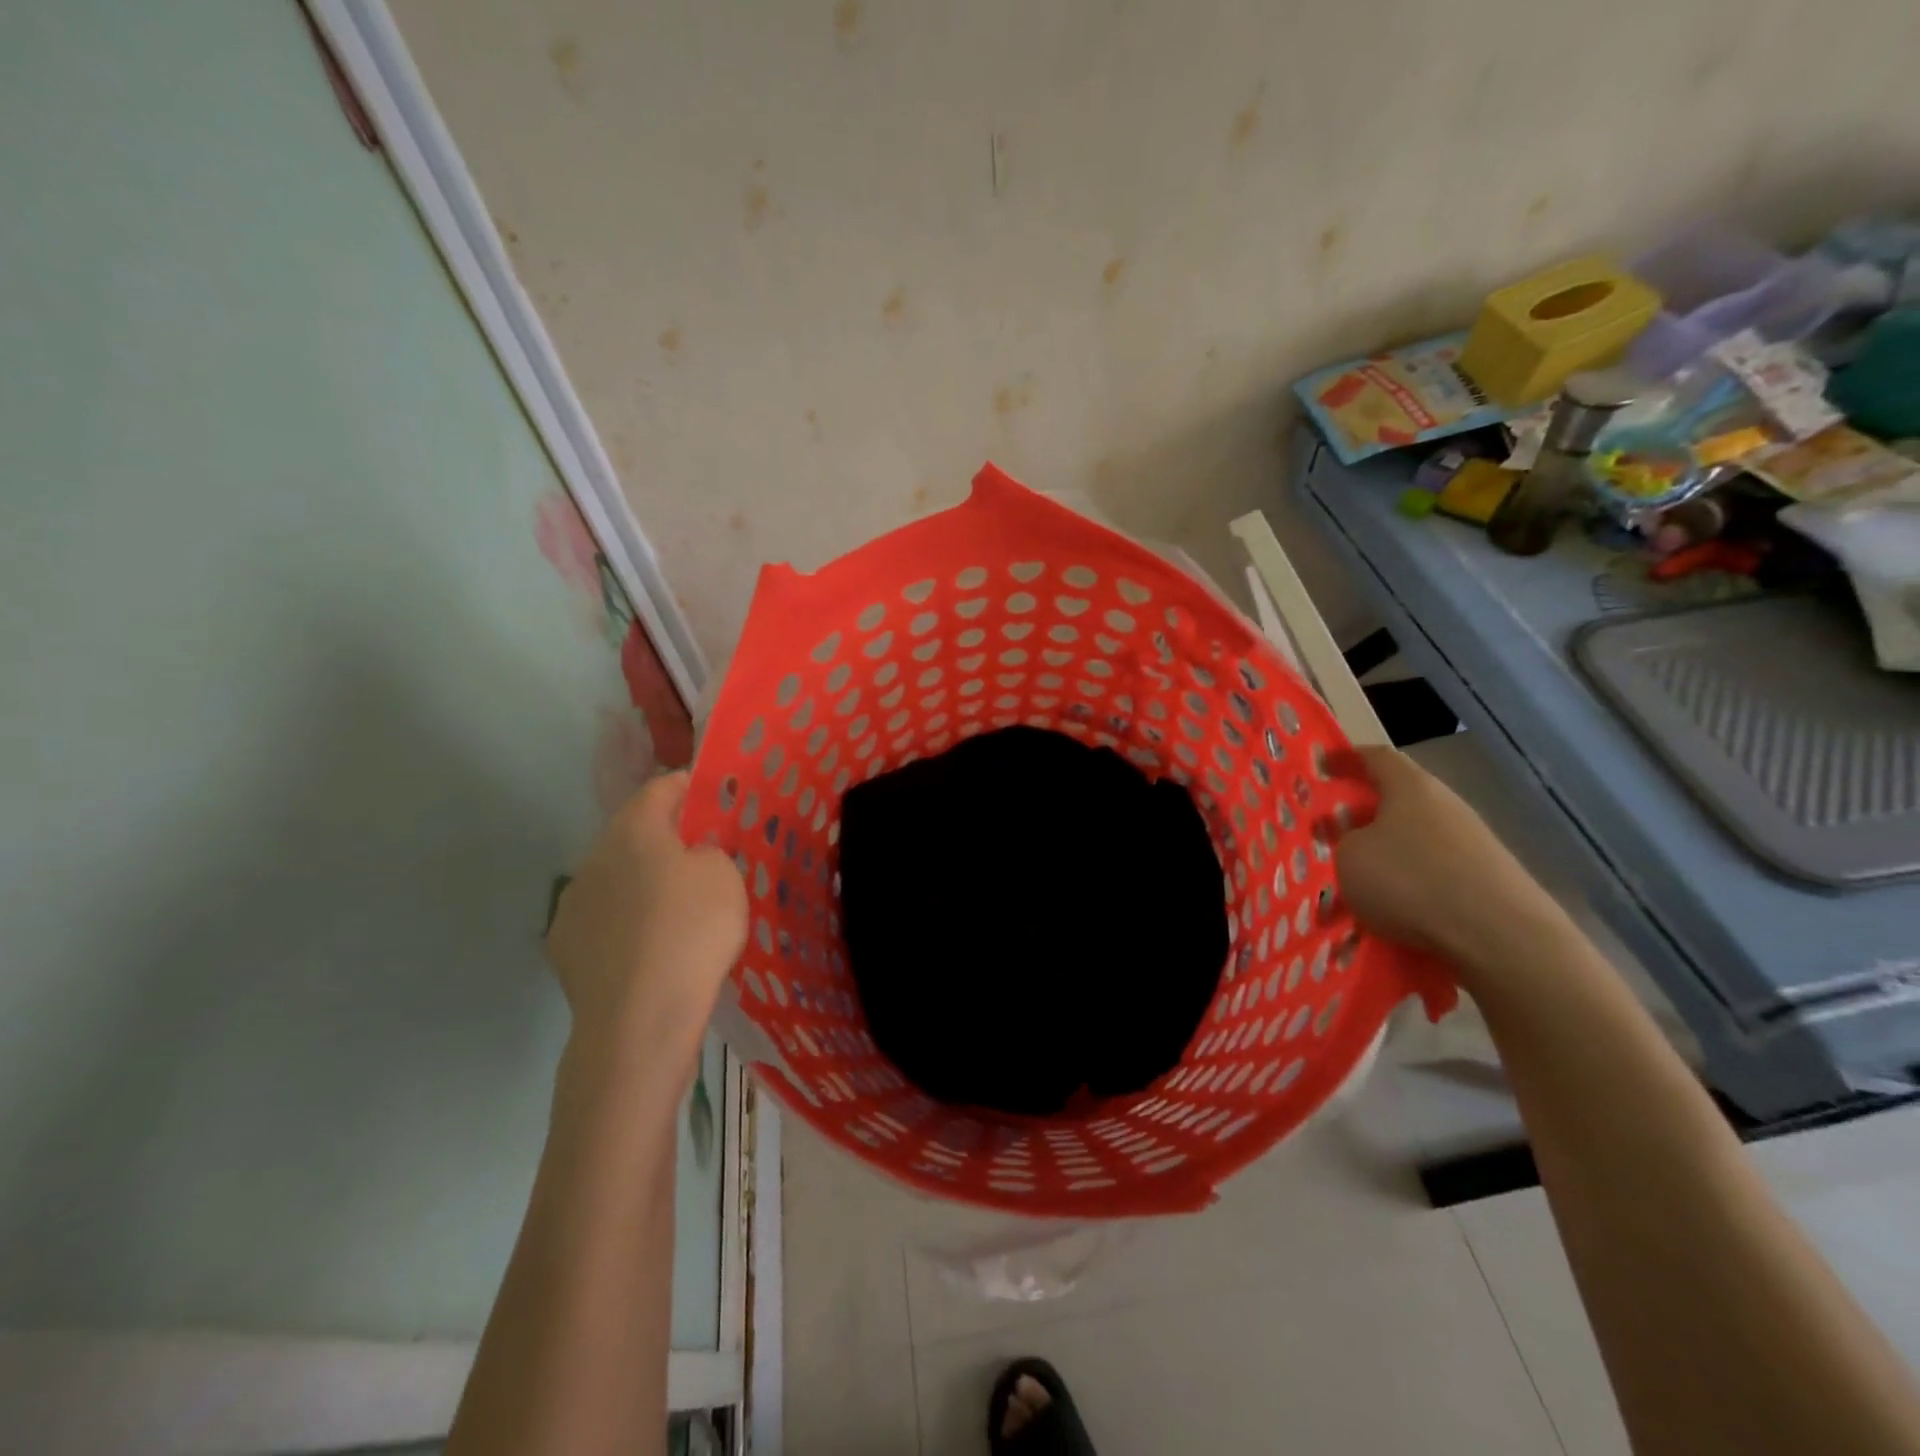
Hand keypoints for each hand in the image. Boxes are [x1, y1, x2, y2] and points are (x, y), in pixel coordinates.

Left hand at [546, 772, 747, 1075]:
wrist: (639, 1019)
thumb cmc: (692, 932)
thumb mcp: (725, 876)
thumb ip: (710, 851)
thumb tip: (693, 855)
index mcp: (635, 830)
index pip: (662, 787)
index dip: (691, 786)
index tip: (714, 796)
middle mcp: (594, 857)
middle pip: (634, 832)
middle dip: (666, 837)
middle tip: (702, 855)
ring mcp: (572, 904)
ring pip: (615, 876)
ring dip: (642, 880)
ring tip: (675, 906)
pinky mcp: (564, 947)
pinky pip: (602, 918)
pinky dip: (624, 921)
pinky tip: (646, 946)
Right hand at [1330, 746, 1562, 966]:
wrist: (1501, 936)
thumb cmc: (1410, 881)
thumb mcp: (1350, 857)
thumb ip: (1345, 840)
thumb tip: (1359, 841)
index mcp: (1411, 787)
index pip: (1375, 757)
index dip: (1346, 758)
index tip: (1321, 765)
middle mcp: (1445, 805)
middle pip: (1398, 799)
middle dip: (1363, 813)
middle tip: (1331, 829)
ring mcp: (1472, 842)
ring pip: (1414, 838)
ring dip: (1385, 852)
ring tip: (1356, 878)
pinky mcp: (1486, 879)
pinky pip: (1433, 872)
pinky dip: (1408, 883)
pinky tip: (1391, 909)